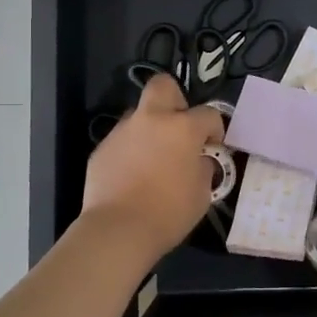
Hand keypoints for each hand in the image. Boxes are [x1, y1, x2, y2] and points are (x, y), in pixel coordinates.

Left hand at [82, 73, 225, 258]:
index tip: (213, 147)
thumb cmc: (169, 212)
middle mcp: (151, 120)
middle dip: (175, 100)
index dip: (215, 129)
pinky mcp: (101, 149)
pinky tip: (132, 176)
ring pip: (138, 115)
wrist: (118, 229)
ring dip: (150, 128)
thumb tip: (199, 160)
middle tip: (179, 127)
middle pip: (162, 86)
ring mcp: (122, 132)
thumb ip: (203, 168)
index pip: (208, 114)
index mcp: (182, 128)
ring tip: (153, 158)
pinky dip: (131, 151)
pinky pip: (122, 141)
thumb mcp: (202, 193)